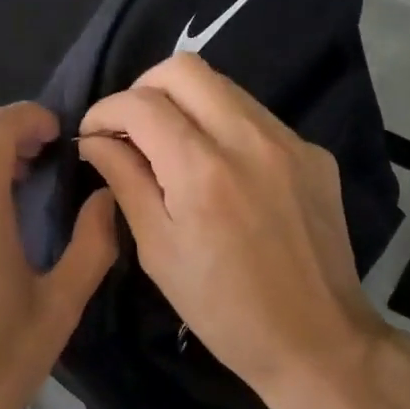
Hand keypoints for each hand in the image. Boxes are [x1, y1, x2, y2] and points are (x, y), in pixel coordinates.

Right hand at [76, 54, 382, 398]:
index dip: (105, 111)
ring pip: (224, 86)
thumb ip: (126, 181)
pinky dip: (225, 127)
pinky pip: (256, 117)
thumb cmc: (223, 308)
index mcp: (202, 169)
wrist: (316, 340)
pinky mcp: (314, 153)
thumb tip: (96, 141)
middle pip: (184, 68)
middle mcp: (249, 138)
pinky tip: (221, 168)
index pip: (141, 103)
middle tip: (131, 128)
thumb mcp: (158, 250)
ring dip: (186, 103)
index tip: (93, 135)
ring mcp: (289, 141)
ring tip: (172, 145)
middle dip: (144, 89)